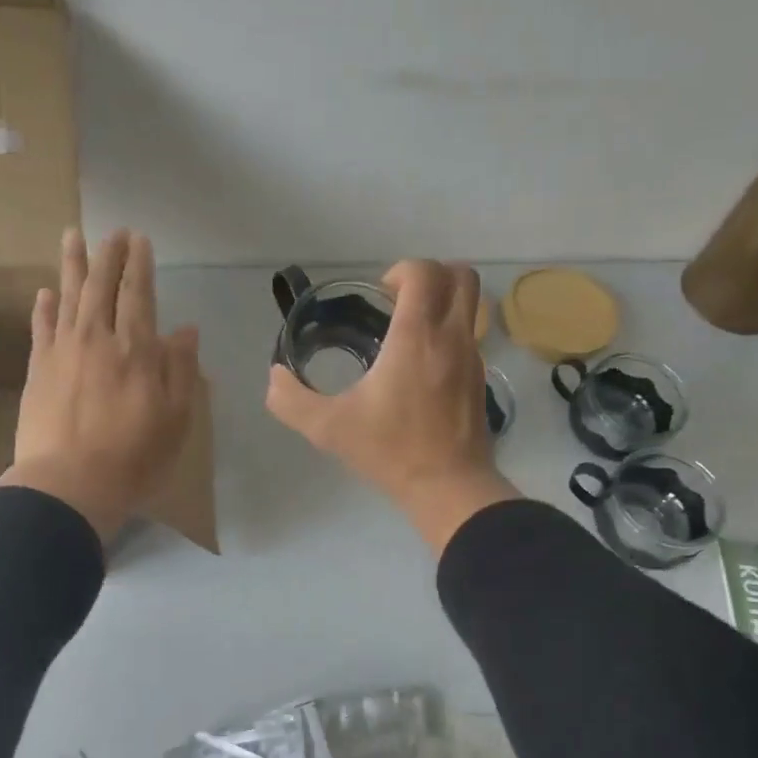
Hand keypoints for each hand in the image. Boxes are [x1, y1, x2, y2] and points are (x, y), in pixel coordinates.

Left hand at [0, 229, 200, 543]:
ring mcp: (63, 351)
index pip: (138, 294)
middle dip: (108, 255)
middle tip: (112, 231)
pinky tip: (46, 291)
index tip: (139, 240)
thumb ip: (181, 370)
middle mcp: (98, 339)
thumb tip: (185, 330)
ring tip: (74, 236)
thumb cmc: (134, 456)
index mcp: (136, 349)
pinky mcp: (38, 370)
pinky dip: (45, 307)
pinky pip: (41, 328)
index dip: (139, 265)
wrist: (69, 484)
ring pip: (69, 297)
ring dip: (73, 265)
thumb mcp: (176, 418)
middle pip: (101, 286)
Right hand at [266, 260, 519, 553]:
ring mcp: (473, 357)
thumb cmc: (391, 450)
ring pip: (473, 304)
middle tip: (399, 303)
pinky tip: (423, 366)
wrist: (448, 487)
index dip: (401, 271)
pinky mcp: (481, 379)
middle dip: (430, 276)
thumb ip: (291, 400)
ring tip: (410, 331)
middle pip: (461, 275)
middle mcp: (452, 336)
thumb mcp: (328, 428)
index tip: (380, 297)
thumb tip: (275, 377)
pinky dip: (450, 332)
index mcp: (417, 336)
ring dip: (444, 302)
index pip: (425, 272)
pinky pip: (471, 335)